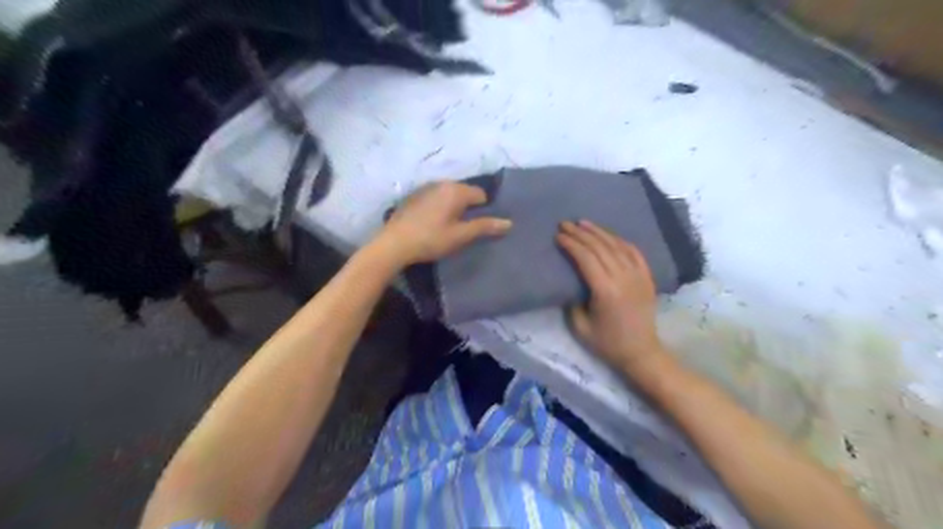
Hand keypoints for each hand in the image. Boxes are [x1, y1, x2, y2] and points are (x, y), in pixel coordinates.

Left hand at [372, 179, 512, 266]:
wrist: (394, 244)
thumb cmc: (431, 239)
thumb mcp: (460, 235)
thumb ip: (485, 227)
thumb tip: (509, 223)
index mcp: (456, 190)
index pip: (481, 195)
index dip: (483, 211)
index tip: (477, 227)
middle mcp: (442, 183)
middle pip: (464, 193)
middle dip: (468, 208)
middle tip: (464, 229)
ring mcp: (425, 188)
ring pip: (448, 195)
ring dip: (452, 207)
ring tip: (447, 227)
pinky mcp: (413, 196)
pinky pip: (434, 198)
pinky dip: (438, 207)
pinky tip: (431, 224)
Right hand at [554, 220, 664, 373]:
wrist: (641, 352)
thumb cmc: (607, 343)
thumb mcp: (580, 327)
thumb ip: (572, 301)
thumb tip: (569, 281)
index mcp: (605, 290)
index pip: (586, 258)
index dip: (571, 244)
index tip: (558, 236)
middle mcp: (623, 278)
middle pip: (600, 247)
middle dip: (580, 233)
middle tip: (565, 224)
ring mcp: (638, 276)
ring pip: (617, 245)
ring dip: (599, 232)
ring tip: (583, 223)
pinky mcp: (647, 277)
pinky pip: (634, 251)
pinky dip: (620, 240)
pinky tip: (609, 235)